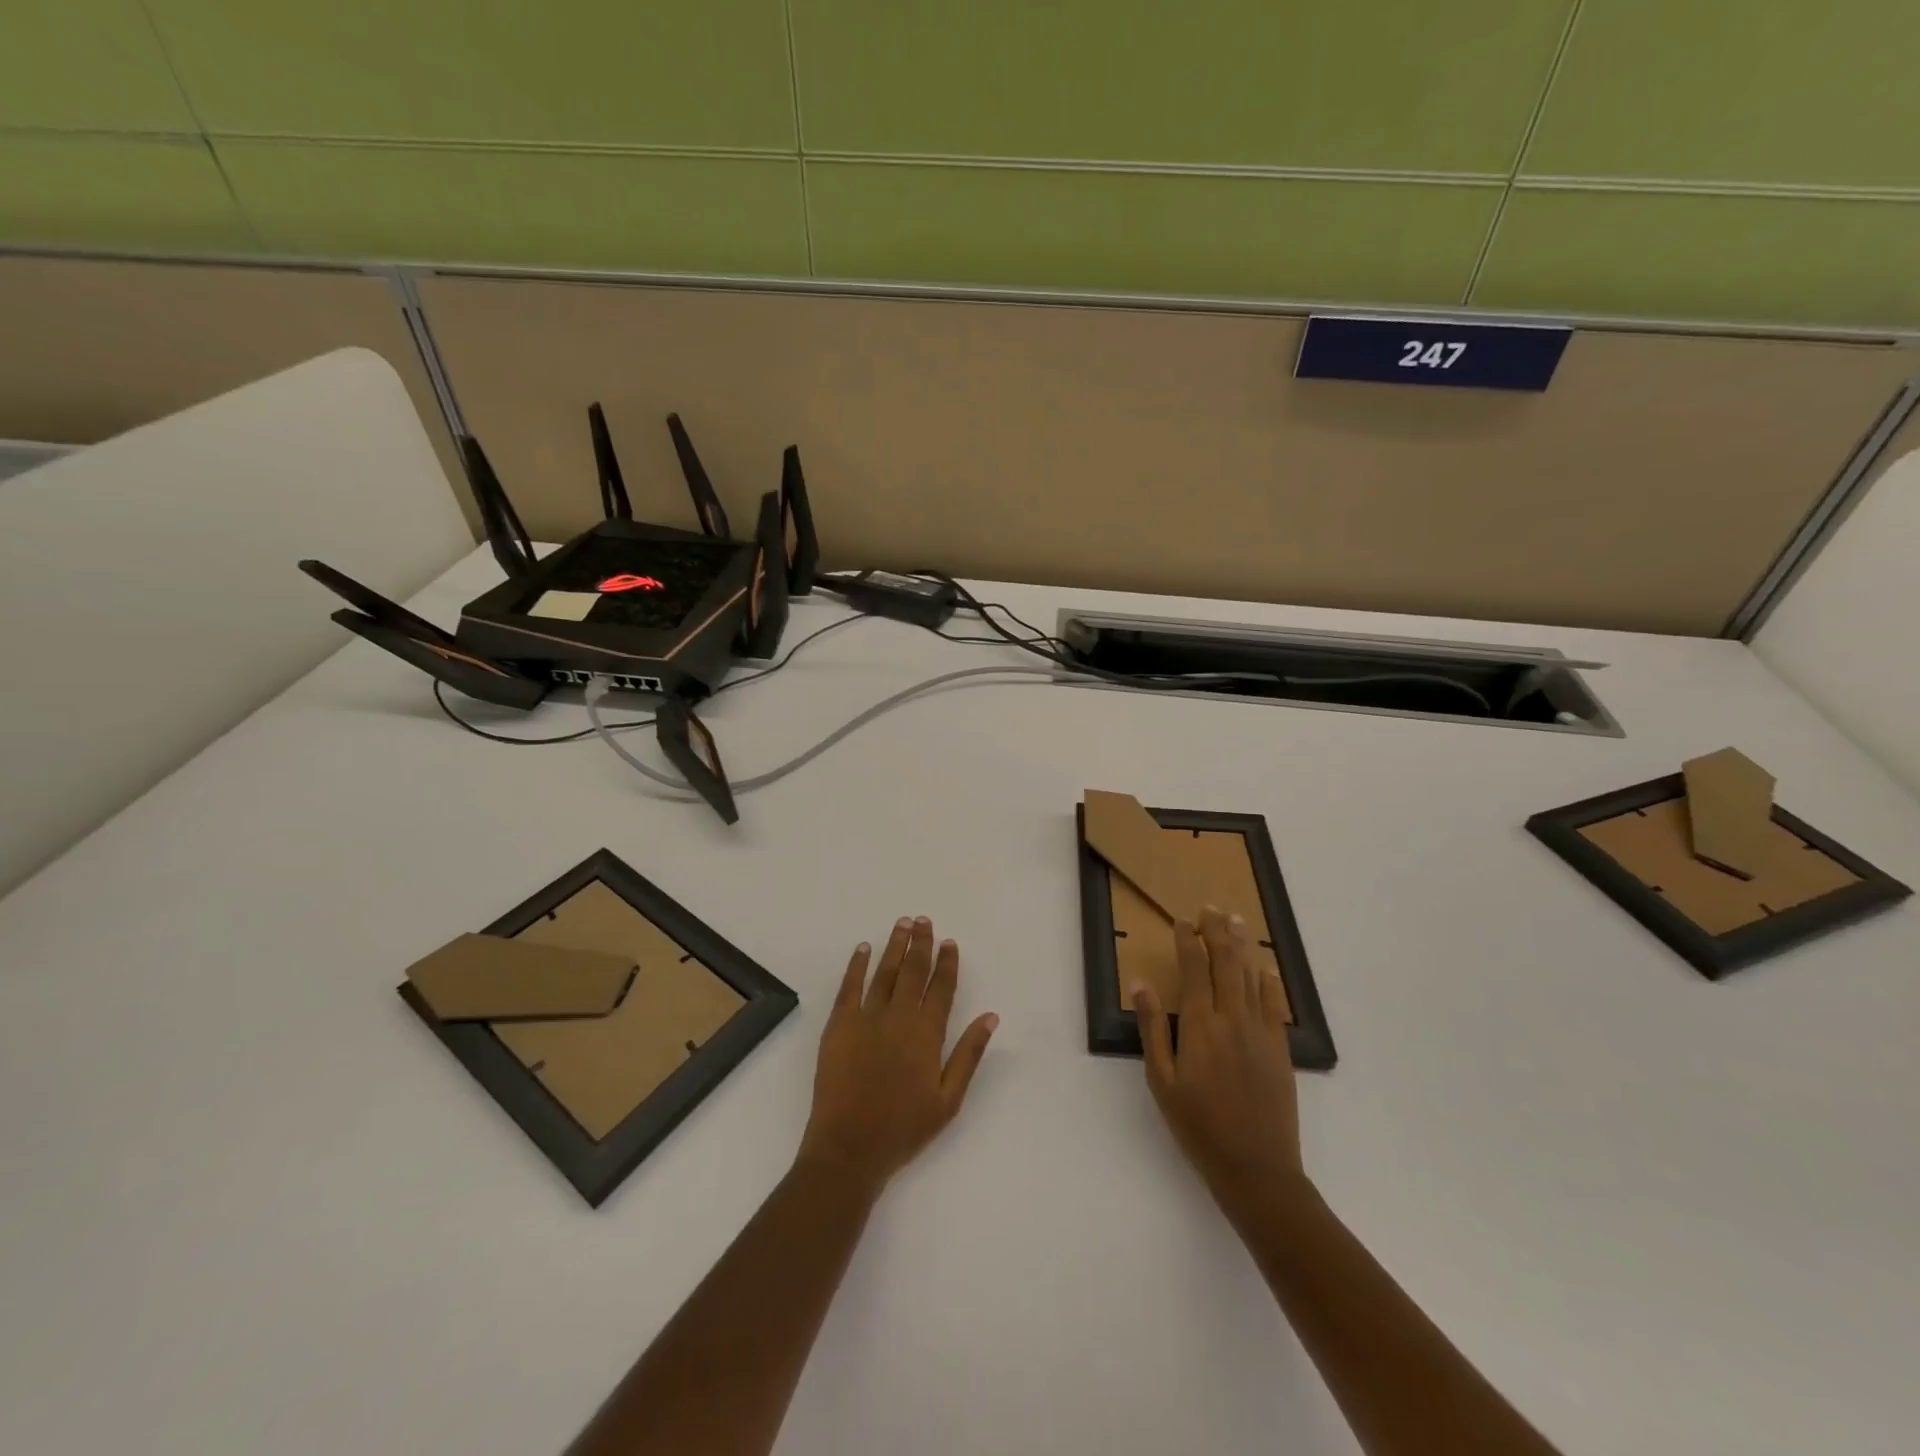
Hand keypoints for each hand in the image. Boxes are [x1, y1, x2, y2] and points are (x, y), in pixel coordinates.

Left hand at [796, 916, 998, 1194]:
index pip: (941, 988)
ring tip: (901, 923)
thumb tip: (990, 1016)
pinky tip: (863, 948)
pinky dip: (857, 965)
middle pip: (913, 971)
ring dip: (894, 946)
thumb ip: (969, 1054)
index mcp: (927, 1034)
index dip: (947, 963)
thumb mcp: (949, 1100)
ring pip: (884, 972)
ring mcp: (866, 1018)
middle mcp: (899, 1017)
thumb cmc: (904, 1128)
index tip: (950, 942)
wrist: (849, 1148)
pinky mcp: (839, 1025)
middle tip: (923, 920)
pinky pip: (849, 986)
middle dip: (920, 943)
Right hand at [1133, 907, 1304, 1214]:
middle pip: (1225, 963)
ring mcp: (1261, 1031)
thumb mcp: (1162, 1080)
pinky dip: (1269, 982)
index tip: (1182, 921)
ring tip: (1236, 921)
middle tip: (1210, 908)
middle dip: (1216, 931)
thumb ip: (1152, 1029)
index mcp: (1200, 1025)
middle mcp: (1232, 1018)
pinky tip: (1265, 968)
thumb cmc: (1198, 1126)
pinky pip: (1276, 1004)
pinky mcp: (1280, 1048)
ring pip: (1251, 976)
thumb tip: (1141, 984)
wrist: (1256, 1168)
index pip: (1194, 968)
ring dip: (1242, 946)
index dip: (1187, 940)